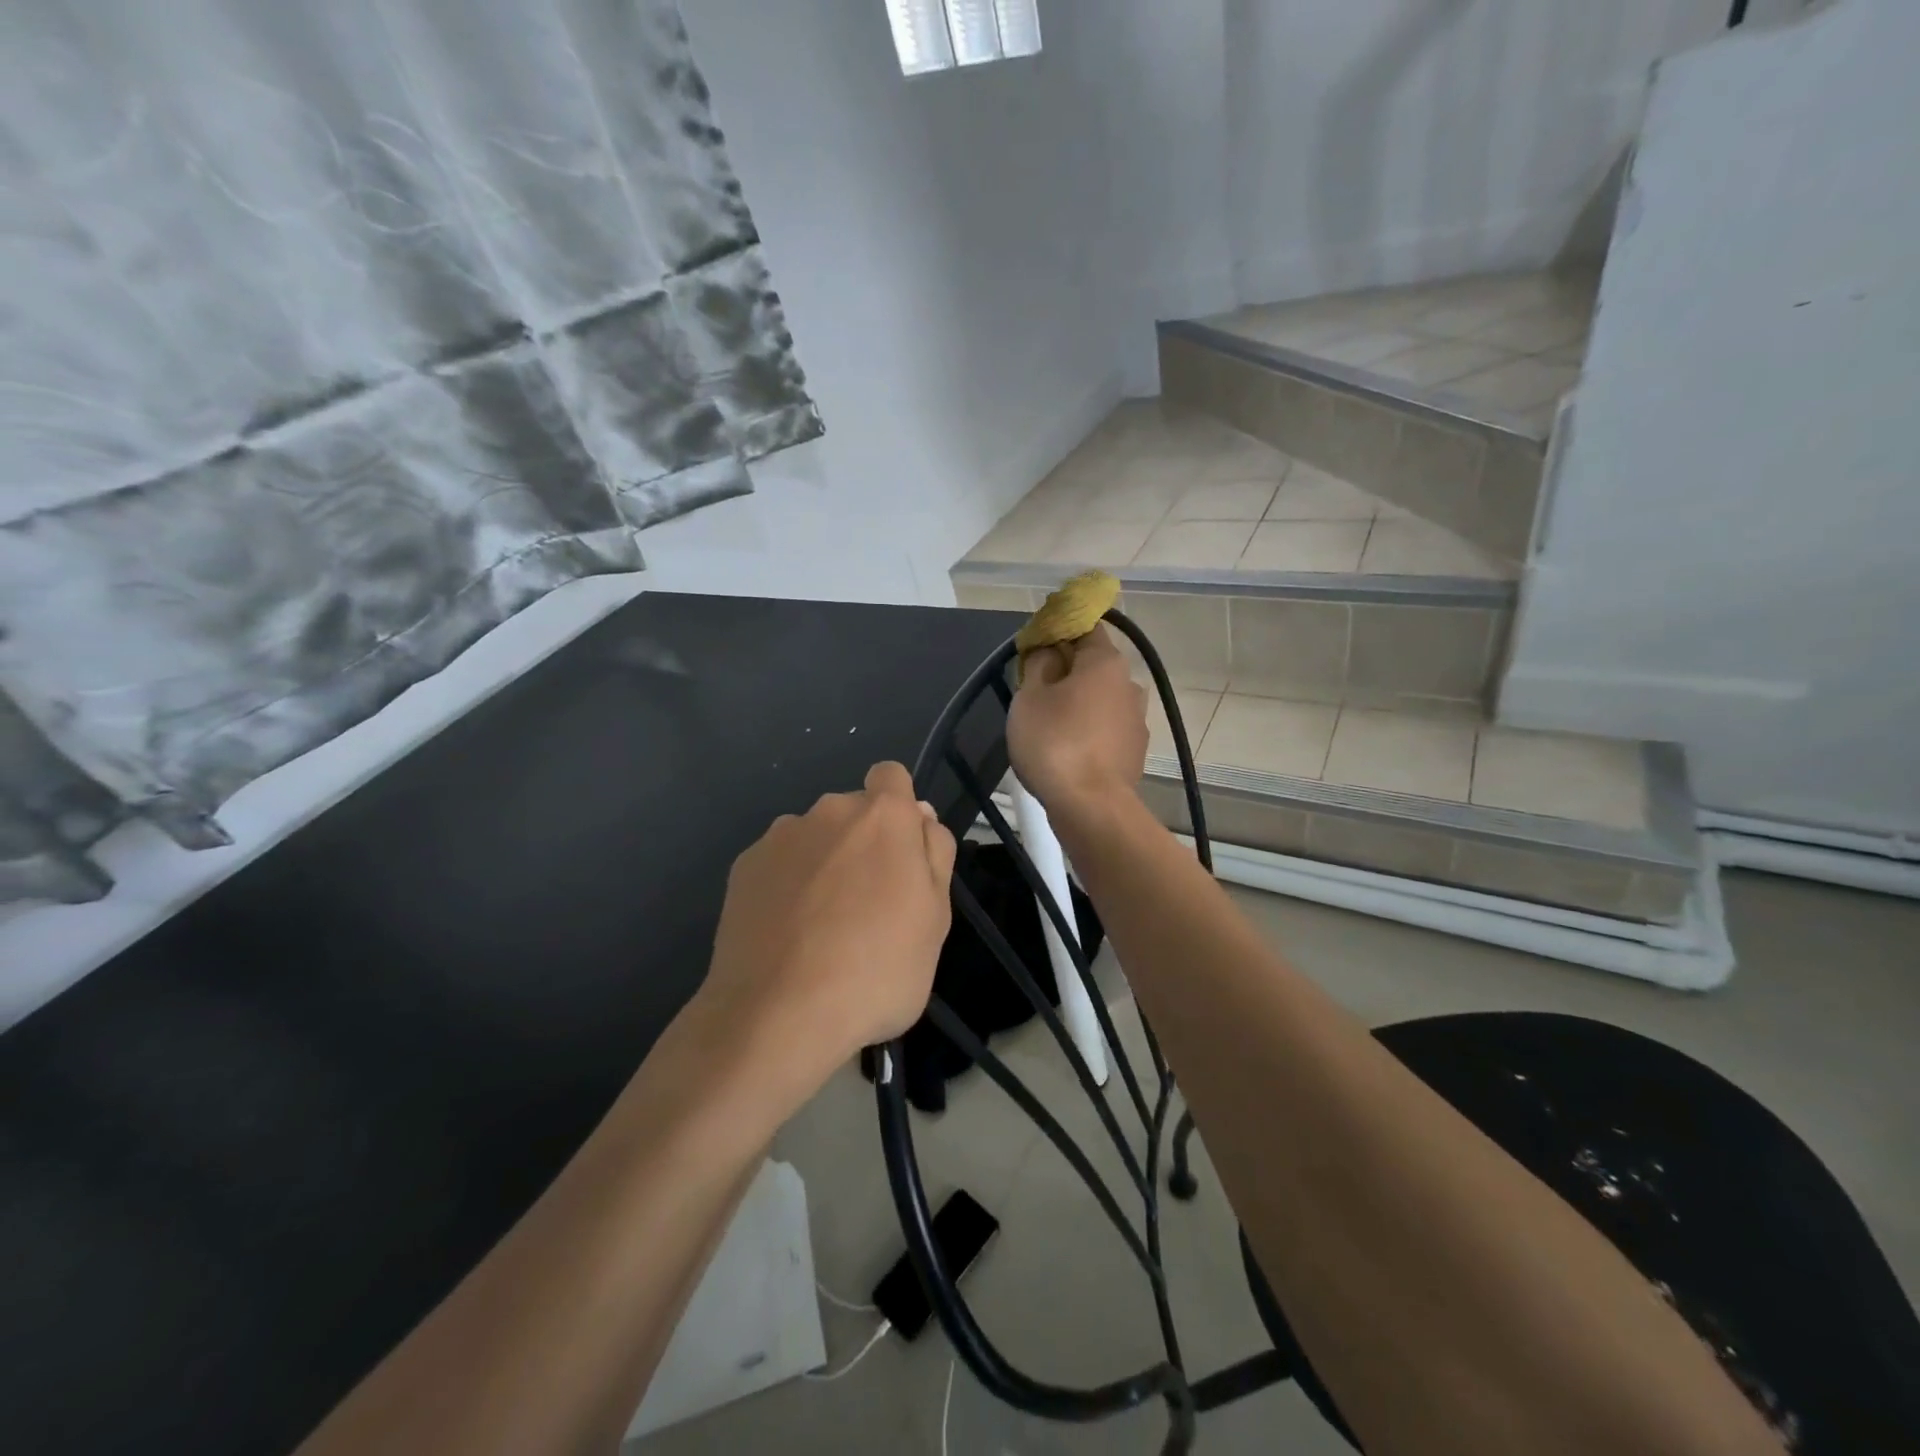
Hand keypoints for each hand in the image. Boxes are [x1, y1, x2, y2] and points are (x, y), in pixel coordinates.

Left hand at [697, 762, 956, 1093]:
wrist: (776, 1015)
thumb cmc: (876, 970)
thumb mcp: (936, 919)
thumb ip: (934, 855)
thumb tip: (921, 818)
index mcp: (883, 817)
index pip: (892, 776)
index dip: (899, 808)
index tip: (900, 853)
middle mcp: (829, 811)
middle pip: (853, 812)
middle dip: (863, 842)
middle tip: (868, 904)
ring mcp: (780, 837)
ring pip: (814, 838)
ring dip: (823, 863)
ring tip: (821, 926)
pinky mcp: (744, 867)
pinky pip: (779, 863)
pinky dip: (787, 885)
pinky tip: (786, 933)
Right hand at [1006, 624, 1148, 815]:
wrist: (1091, 807)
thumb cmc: (1055, 743)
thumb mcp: (1029, 697)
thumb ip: (1038, 664)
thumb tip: (1050, 651)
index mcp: (1106, 662)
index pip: (1085, 629)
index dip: (1058, 633)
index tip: (1035, 649)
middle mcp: (1129, 684)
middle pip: (1094, 666)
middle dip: (1067, 672)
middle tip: (1035, 691)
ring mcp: (1137, 720)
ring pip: (1101, 700)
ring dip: (1079, 705)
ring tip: (1050, 726)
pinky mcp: (1135, 751)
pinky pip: (1107, 729)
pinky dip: (1089, 732)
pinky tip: (1068, 750)